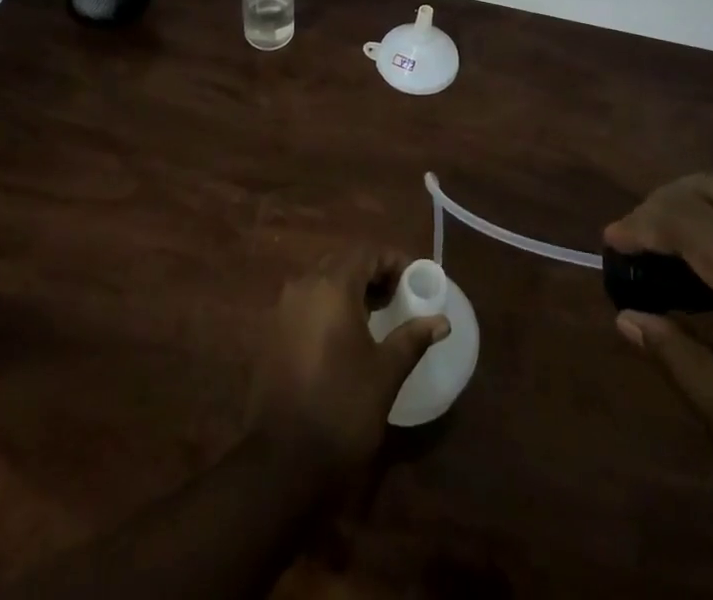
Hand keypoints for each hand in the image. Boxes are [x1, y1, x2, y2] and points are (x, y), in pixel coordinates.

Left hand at [246, 248, 449, 479]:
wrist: (281, 461)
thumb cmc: (342, 408)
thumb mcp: (385, 373)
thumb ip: (412, 338)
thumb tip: (441, 321)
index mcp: (332, 286)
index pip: (367, 252)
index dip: (393, 261)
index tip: (415, 281)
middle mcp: (303, 286)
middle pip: (343, 262)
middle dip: (372, 273)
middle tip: (398, 297)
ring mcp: (282, 309)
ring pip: (322, 281)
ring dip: (350, 289)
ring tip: (375, 316)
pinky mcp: (271, 332)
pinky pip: (306, 303)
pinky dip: (328, 307)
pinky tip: (343, 337)